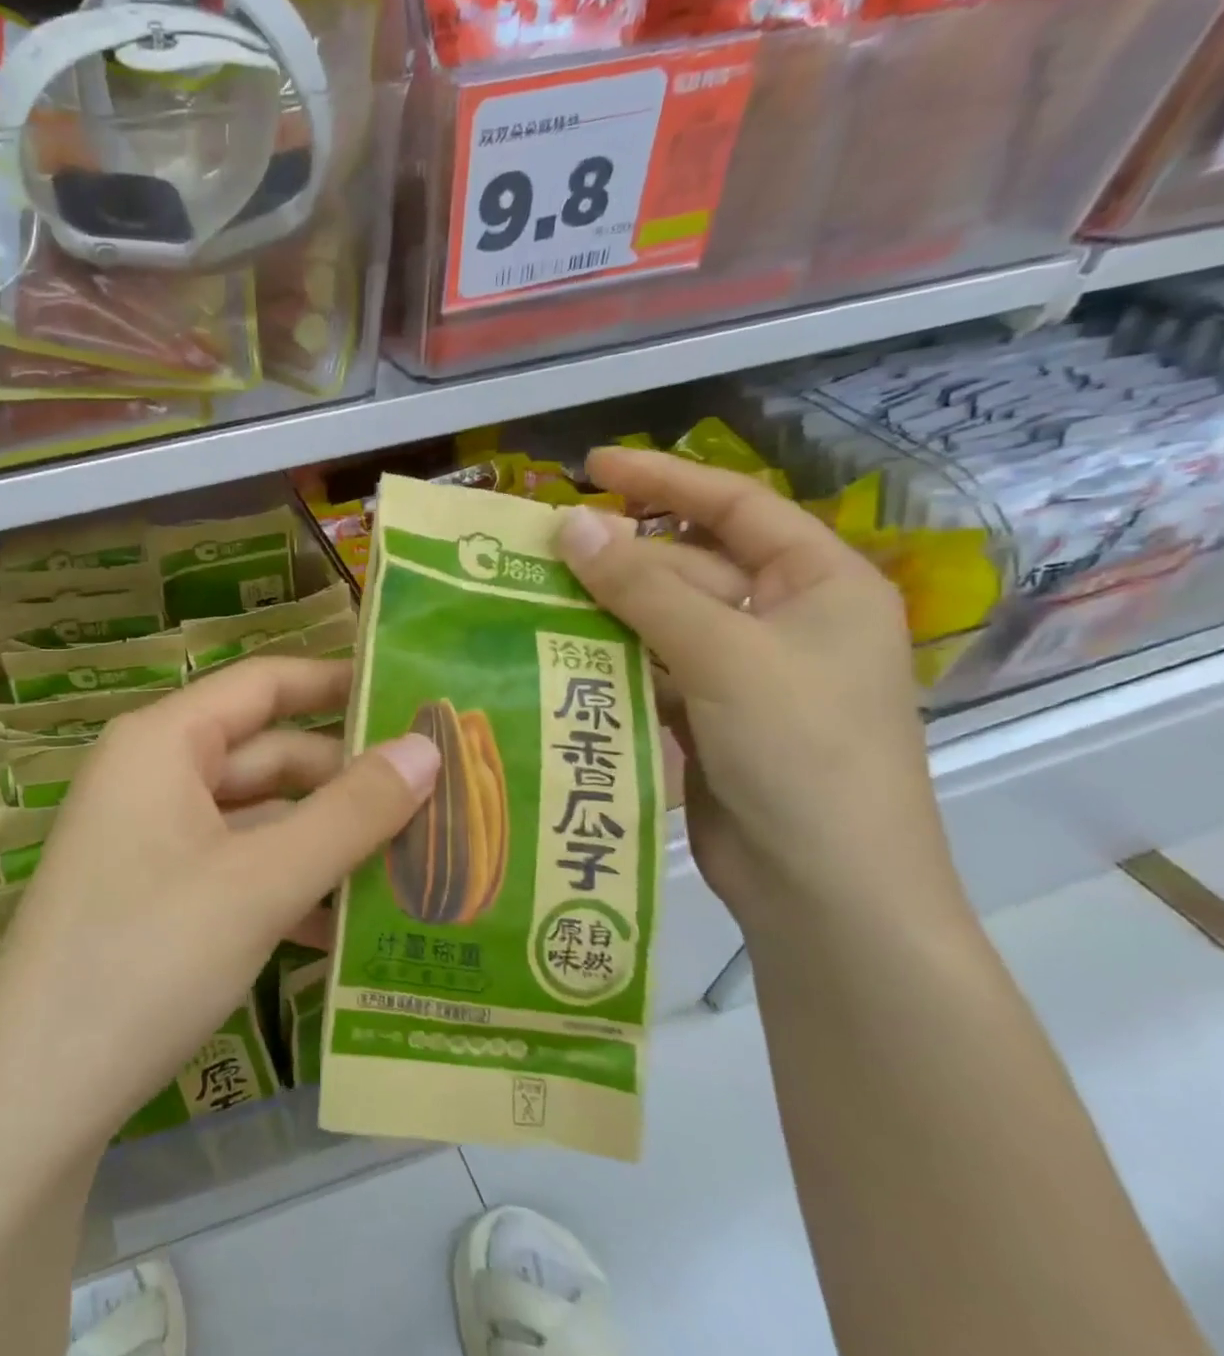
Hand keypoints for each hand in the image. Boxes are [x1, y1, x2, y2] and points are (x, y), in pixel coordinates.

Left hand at [0, 658, 436, 1158]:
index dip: (337, 683)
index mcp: (164, 742)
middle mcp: (154, 775)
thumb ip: (351, 814)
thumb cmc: (149, 958)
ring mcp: (151, 837)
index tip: (410, 696)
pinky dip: (287, 887)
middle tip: (437, 802)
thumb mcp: (262, 882)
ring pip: (258, 819)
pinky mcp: (153, 894)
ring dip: (325, 843)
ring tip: (413, 868)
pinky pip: (236, 867)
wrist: (34, 1098)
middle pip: (268, 756)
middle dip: (346, 784)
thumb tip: (428, 748)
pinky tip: (344, 929)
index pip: (264, 684)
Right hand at [555, 447, 961, 927]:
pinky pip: (649, 669)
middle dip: (618, 557)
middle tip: (537, 549)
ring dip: (604, 609)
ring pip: (661, 620)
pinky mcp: (707, 718)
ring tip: (530, 594)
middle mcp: (784, 620)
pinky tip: (555, 652)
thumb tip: (568, 523)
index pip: (735, 506)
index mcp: (818, 585)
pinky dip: (607, 659)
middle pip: (688, 566)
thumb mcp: (723, 655)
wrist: (826, 889)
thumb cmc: (801, 753)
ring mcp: (745, 673)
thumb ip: (642, 586)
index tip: (592, 466)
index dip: (664, 480)